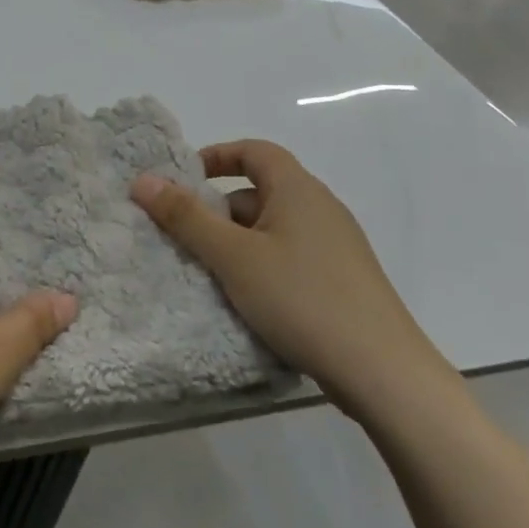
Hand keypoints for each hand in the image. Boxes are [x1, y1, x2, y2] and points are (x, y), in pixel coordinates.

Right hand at [131, 140, 450, 417]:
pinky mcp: (343, 284)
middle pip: (259, 192)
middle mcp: (322, 210)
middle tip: (186, 237)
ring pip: (272, 229)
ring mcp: (337, 249)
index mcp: (299, 191)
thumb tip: (142, 180)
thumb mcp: (232, 256)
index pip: (254, 151)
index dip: (216, 156)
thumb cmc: (302, 299)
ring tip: (211, 274)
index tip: (183, 179)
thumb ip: (185, 216)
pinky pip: (289, 258)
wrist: (386, 376)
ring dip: (237, 243)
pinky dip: (261, 266)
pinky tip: (248, 300)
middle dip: (218, 210)